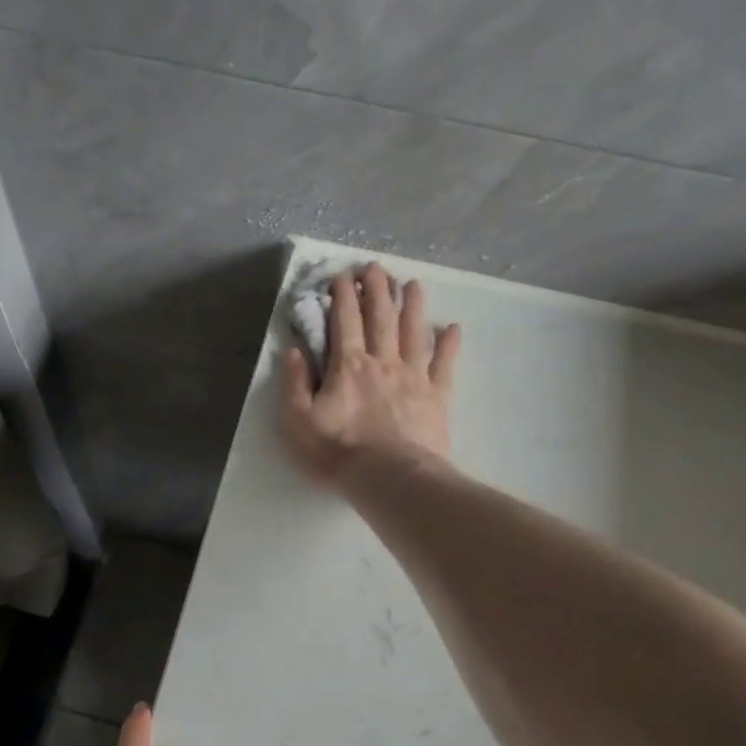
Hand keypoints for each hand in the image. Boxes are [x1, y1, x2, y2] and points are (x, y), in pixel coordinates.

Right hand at [282, 263, 460, 486]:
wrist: (389, 478)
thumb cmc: (338, 452)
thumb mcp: (298, 421)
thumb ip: (295, 383)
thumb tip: (292, 350)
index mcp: (348, 366)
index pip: (344, 321)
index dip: (342, 296)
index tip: (342, 275)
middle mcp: (382, 362)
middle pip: (380, 318)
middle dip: (376, 290)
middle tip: (376, 267)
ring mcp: (413, 376)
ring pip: (413, 332)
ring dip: (412, 306)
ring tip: (412, 284)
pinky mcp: (436, 396)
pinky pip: (444, 364)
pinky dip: (449, 345)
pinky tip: (452, 328)